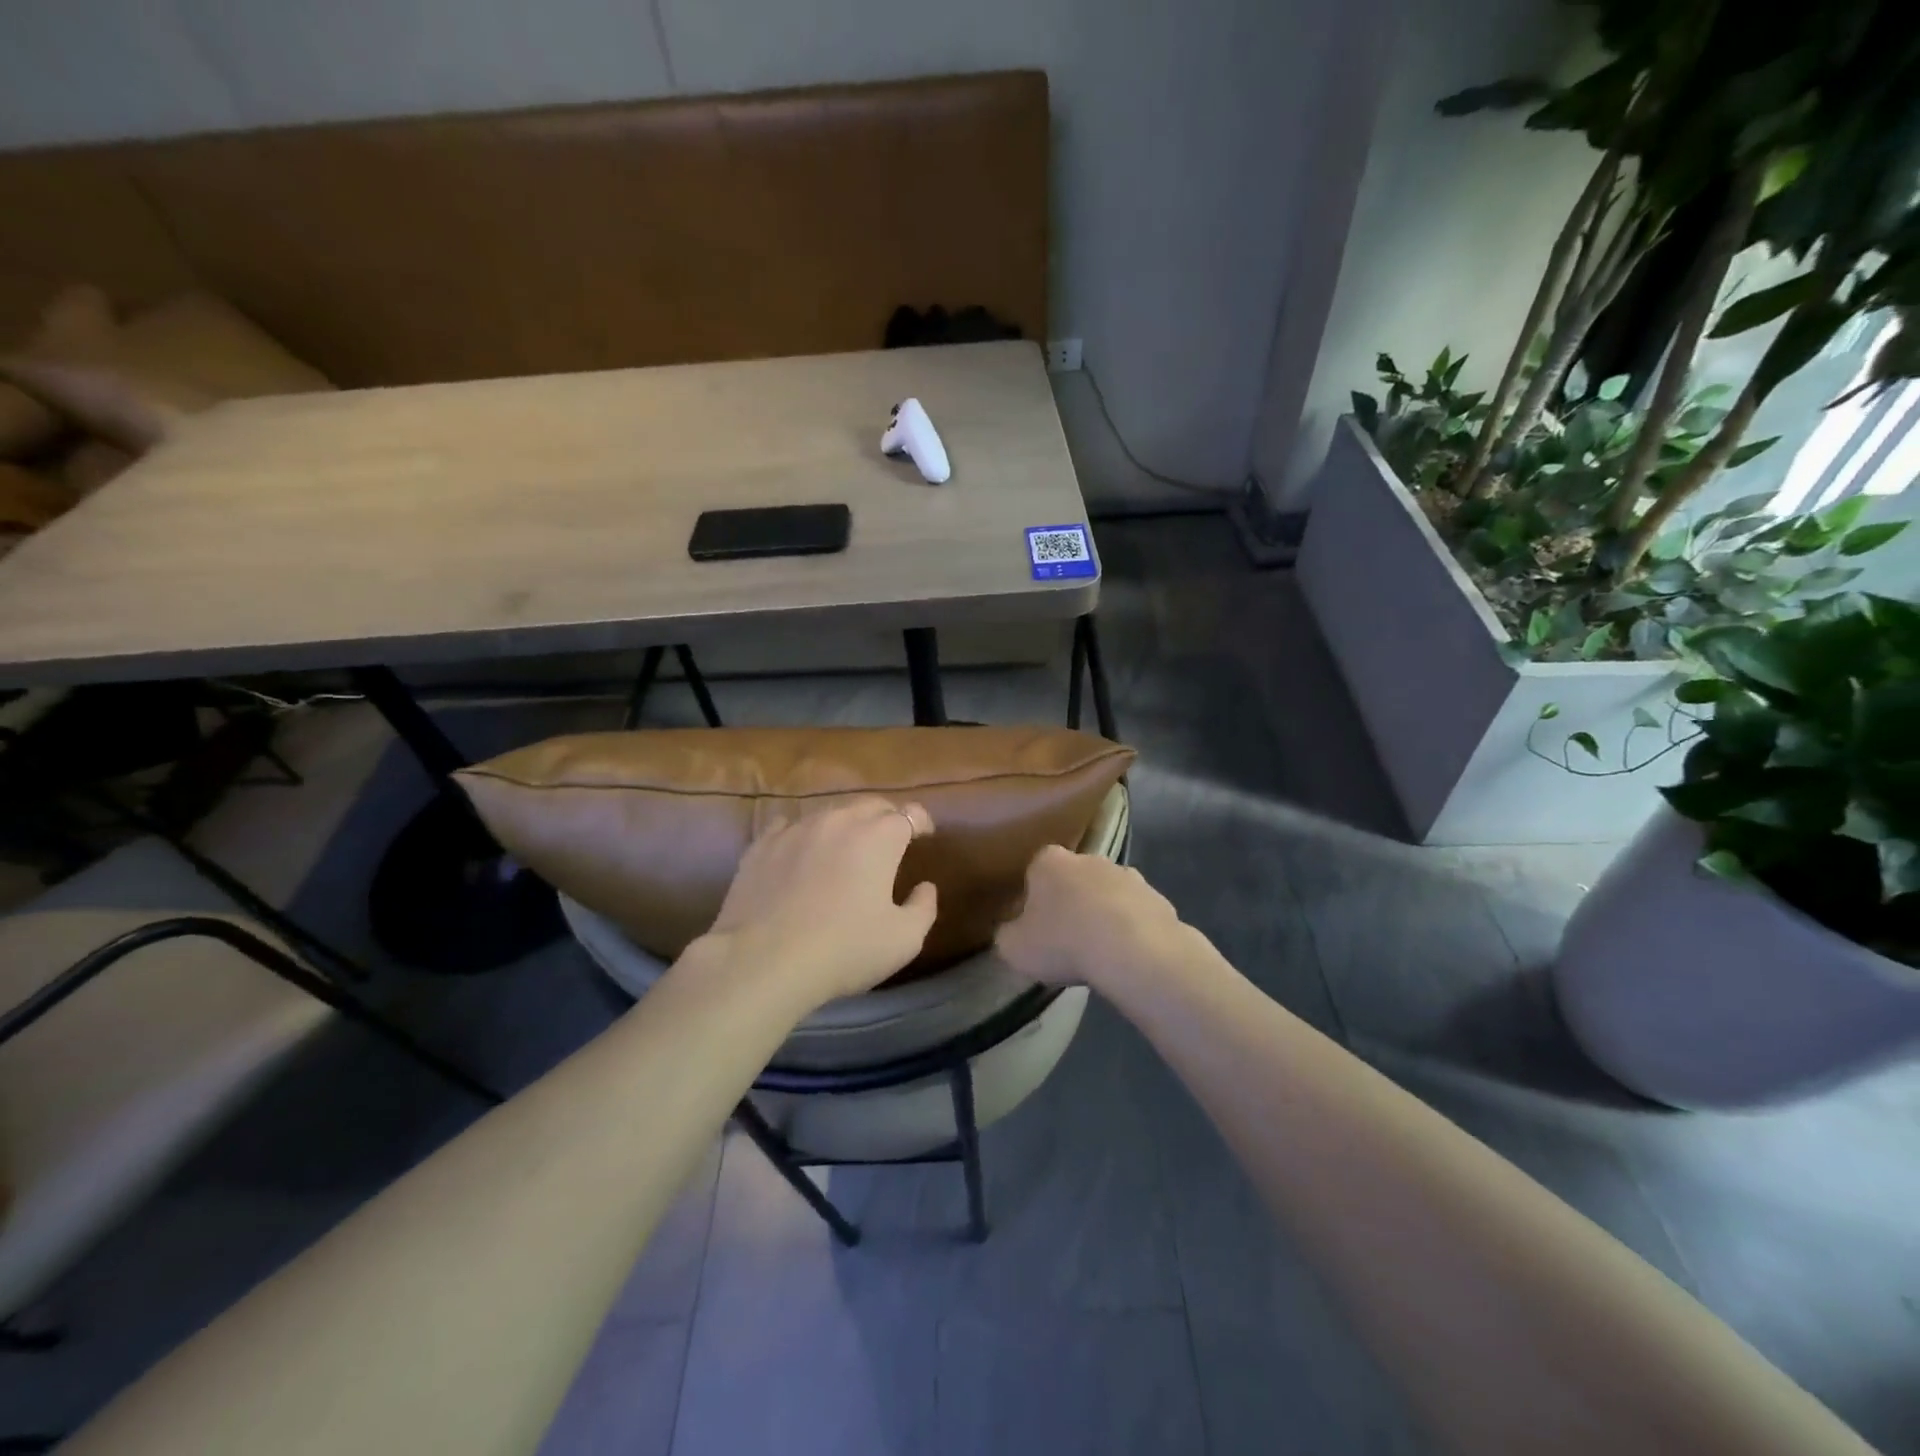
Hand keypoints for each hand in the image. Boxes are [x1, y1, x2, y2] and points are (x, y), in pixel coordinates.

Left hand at [698, 797, 938, 1009]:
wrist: (764, 961)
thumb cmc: (844, 950)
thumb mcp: (904, 939)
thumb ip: (923, 907)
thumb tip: (925, 887)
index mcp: (879, 837)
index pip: (910, 813)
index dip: (921, 821)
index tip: (925, 836)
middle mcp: (840, 820)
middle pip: (870, 805)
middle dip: (885, 818)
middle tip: (889, 840)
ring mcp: (797, 828)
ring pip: (830, 813)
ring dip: (845, 825)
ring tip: (845, 847)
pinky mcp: (762, 844)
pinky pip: (788, 825)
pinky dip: (802, 834)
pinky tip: (800, 850)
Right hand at [994, 845, 1187, 991]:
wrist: (1132, 951)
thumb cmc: (1063, 942)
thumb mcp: (1013, 947)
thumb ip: (1007, 935)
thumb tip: (1012, 932)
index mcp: (1049, 861)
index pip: (1035, 872)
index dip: (1034, 899)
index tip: (1035, 926)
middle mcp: (1088, 858)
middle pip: (1073, 879)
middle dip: (1070, 902)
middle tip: (1066, 939)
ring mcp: (1127, 875)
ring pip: (1107, 894)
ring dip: (1102, 914)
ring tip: (1099, 951)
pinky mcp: (1156, 897)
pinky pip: (1136, 913)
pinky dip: (1131, 929)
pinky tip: (1127, 955)